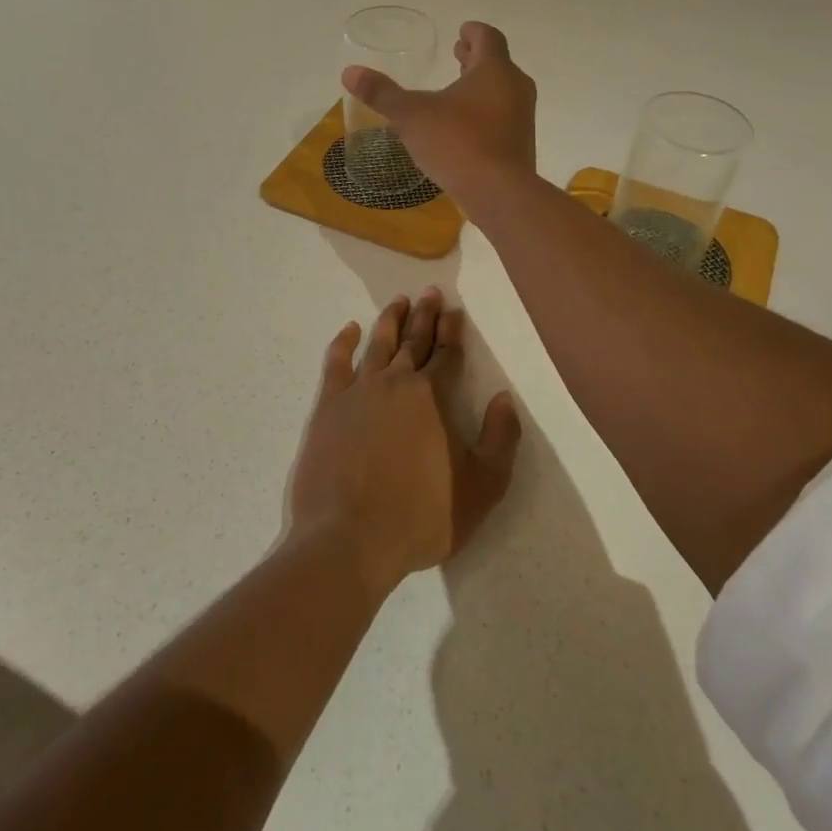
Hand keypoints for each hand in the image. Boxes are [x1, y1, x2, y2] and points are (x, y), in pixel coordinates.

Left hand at [289, 289, 521, 595]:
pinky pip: (336, 363)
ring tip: (398, 300)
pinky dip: (343, 342)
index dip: (453, 331)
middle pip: (414, 340)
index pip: (447, 354)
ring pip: (377, 343)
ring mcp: (358, 392)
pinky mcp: (328, 407)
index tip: (454, 310)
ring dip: (389, 319)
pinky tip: (350, 329)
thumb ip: (500, 439)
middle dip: (425, 315)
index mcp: (433, 398)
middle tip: (430, 292)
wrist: (350, 539)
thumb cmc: (422, 516)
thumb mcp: (482, 487)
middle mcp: (396, 383)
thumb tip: (503, 398)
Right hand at [342, 22, 536, 211]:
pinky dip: (486, 113)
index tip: (461, 31)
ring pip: (502, 92)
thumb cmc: (457, 143)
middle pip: (497, 64)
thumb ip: (382, 93)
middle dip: (476, 59)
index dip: (473, 32)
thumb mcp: (412, 116)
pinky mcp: (521, 145)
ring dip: (482, 87)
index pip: (488, 38)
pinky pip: (503, 118)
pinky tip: (465, 128)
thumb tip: (350, 72)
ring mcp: (522, 118)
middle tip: (458, 55)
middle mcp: (515, 88)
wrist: (499, 193)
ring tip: (458, 91)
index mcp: (494, 70)